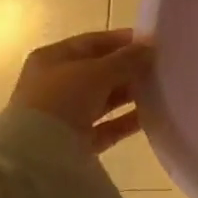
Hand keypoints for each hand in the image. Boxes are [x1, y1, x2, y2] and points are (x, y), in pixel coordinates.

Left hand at [9, 30, 153, 149]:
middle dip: (129, 68)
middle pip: (100, 71)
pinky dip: (127, 120)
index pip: (93, 42)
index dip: (123, 40)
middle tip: (161, 67)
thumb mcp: (98, 71)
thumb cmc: (61, 99)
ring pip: (105, 99)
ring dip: (130, 94)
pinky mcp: (76, 141)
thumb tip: (151, 46)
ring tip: (161, 89)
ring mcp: (65, 114)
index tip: (153, 43)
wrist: (35, 156)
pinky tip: (152, 115)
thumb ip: (127, 58)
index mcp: (52, 59)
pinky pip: (108, 126)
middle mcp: (56, 84)